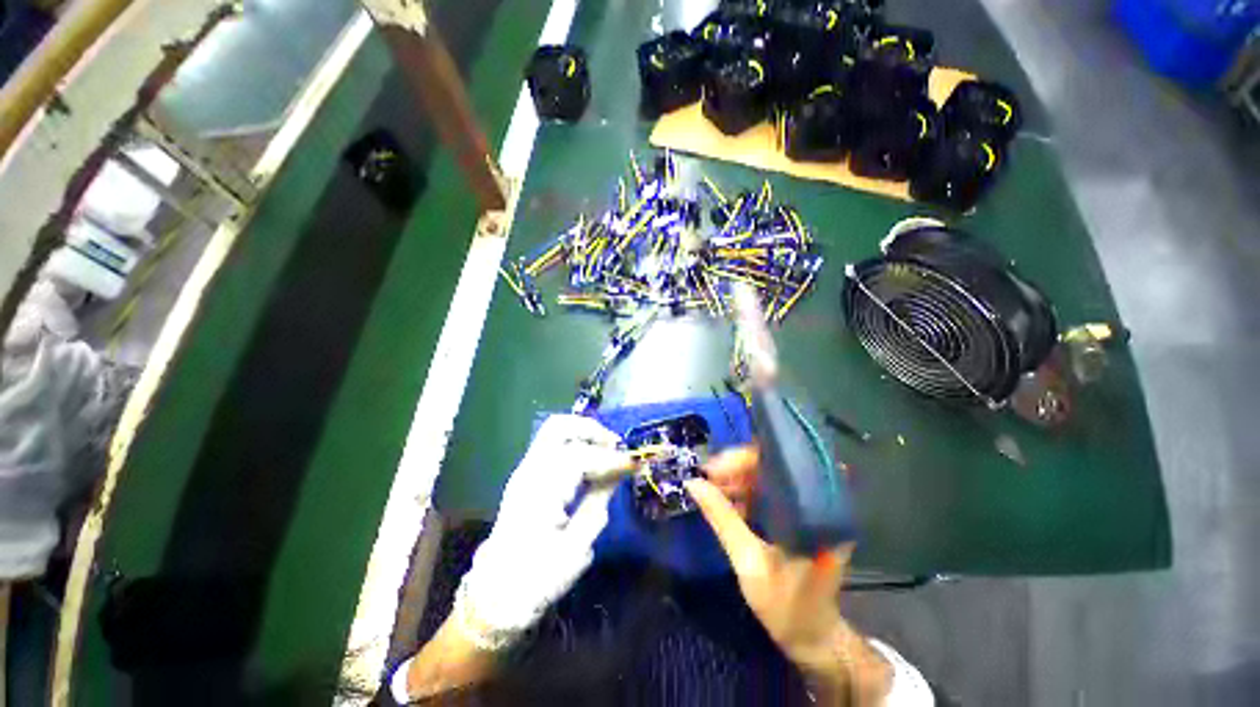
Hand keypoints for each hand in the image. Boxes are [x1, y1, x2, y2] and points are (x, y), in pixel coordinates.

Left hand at [454, 415, 631, 649]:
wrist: (497, 593)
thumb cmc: (538, 578)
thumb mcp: (577, 546)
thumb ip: (599, 501)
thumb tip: (620, 471)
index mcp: (539, 492)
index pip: (579, 457)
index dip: (610, 458)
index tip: (635, 463)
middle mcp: (529, 471)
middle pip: (559, 427)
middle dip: (593, 430)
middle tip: (616, 447)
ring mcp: (525, 469)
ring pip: (555, 430)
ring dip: (585, 433)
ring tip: (607, 450)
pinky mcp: (527, 473)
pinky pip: (554, 443)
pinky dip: (576, 441)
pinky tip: (591, 458)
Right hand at [688, 448, 890, 704]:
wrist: (812, 637)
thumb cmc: (787, 604)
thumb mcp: (749, 561)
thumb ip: (722, 519)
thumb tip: (693, 483)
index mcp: (816, 509)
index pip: (778, 461)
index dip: (743, 459)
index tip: (713, 469)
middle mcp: (816, 500)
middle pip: (771, 465)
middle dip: (735, 467)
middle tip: (707, 478)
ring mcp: (806, 506)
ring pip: (766, 476)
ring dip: (736, 479)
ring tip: (711, 488)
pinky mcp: (796, 514)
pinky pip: (767, 491)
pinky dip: (744, 492)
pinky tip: (725, 499)